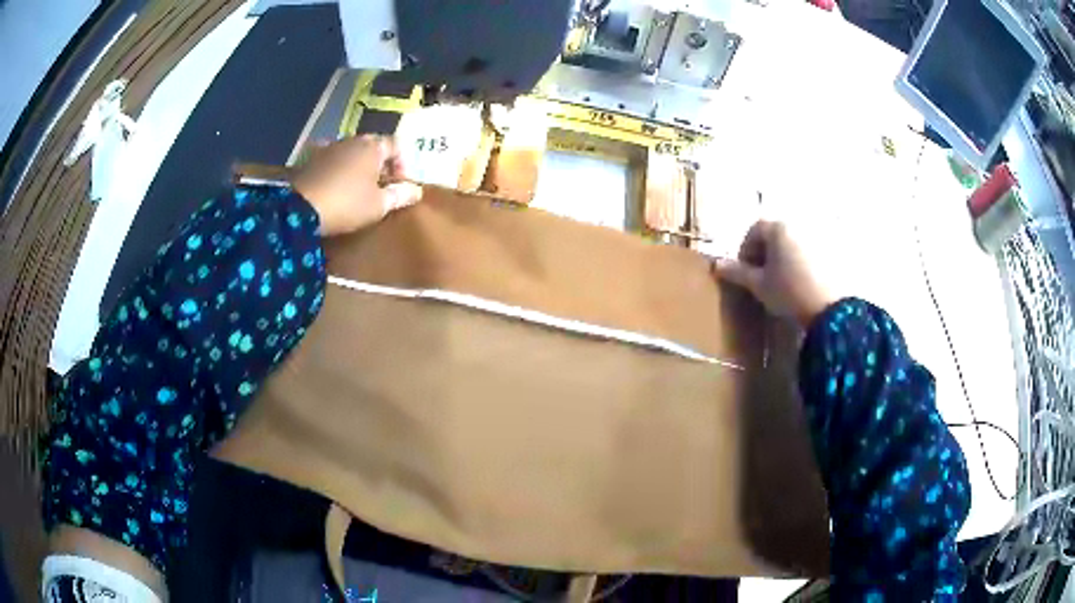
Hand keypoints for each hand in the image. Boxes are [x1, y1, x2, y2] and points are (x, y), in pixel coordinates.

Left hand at [291, 135, 421, 236]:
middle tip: (383, 187)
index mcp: (372, 146)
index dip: (403, 164)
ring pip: (352, 152)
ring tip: (359, 188)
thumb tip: (416, 191)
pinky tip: (336, 184)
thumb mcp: (379, 205)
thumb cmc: (347, 204)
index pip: (396, 145)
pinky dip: (338, 169)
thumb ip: (399, 195)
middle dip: (381, 164)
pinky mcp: (311, 160)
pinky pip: (332, 160)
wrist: (300, 209)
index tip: (402, 185)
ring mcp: (329, 148)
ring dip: (359, 166)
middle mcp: (352, 140)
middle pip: (373, 146)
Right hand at [713, 220, 835, 326]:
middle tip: (761, 278)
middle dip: (764, 254)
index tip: (745, 271)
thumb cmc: (789, 292)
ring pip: (791, 245)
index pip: (754, 230)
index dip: (745, 250)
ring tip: (781, 283)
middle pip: (774, 235)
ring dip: (782, 259)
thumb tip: (716, 265)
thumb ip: (737, 272)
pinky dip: (799, 263)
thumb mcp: (758, 285)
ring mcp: (816, 238)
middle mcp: (797, 226)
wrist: (828, 309)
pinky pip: (807, 253)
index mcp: (778, 228)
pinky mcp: (829, 253)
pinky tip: (799, 284)